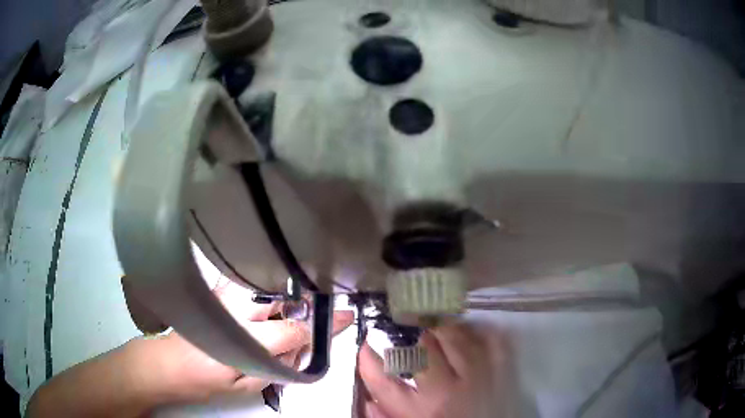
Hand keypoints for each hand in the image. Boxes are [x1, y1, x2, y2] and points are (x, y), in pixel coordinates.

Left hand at [134, 281, 353, 403]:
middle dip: (305, 303)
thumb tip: (301, 349)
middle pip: (283, 297)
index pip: (293, 330)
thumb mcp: (247, 387)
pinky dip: (267, 288)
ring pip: (268, 283)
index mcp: (244, 337)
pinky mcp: (216, 288)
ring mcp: (223, 292)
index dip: (320, 328)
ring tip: (292, 310)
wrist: (167, 363)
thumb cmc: (205, 380)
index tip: (344, 317)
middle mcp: (234, 307)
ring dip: (287, 294)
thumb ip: (278, 368)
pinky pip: (251, 282)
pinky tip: (270, 301)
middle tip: (319, 313)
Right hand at [359, 323, 512, 417]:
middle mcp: (448, 391)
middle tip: (407, 331)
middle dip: (410, 338)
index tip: (364, 346)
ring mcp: (478, 377)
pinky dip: (475, 331)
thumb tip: (367, 398)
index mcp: (420, 411)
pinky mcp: (500, 369)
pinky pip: (488, 339)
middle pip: (422, 351)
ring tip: (434, 328)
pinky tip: (465, 333)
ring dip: (440, 329)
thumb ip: (385, 415)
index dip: (368, 360)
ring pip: (455, 338)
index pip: (384, 381)